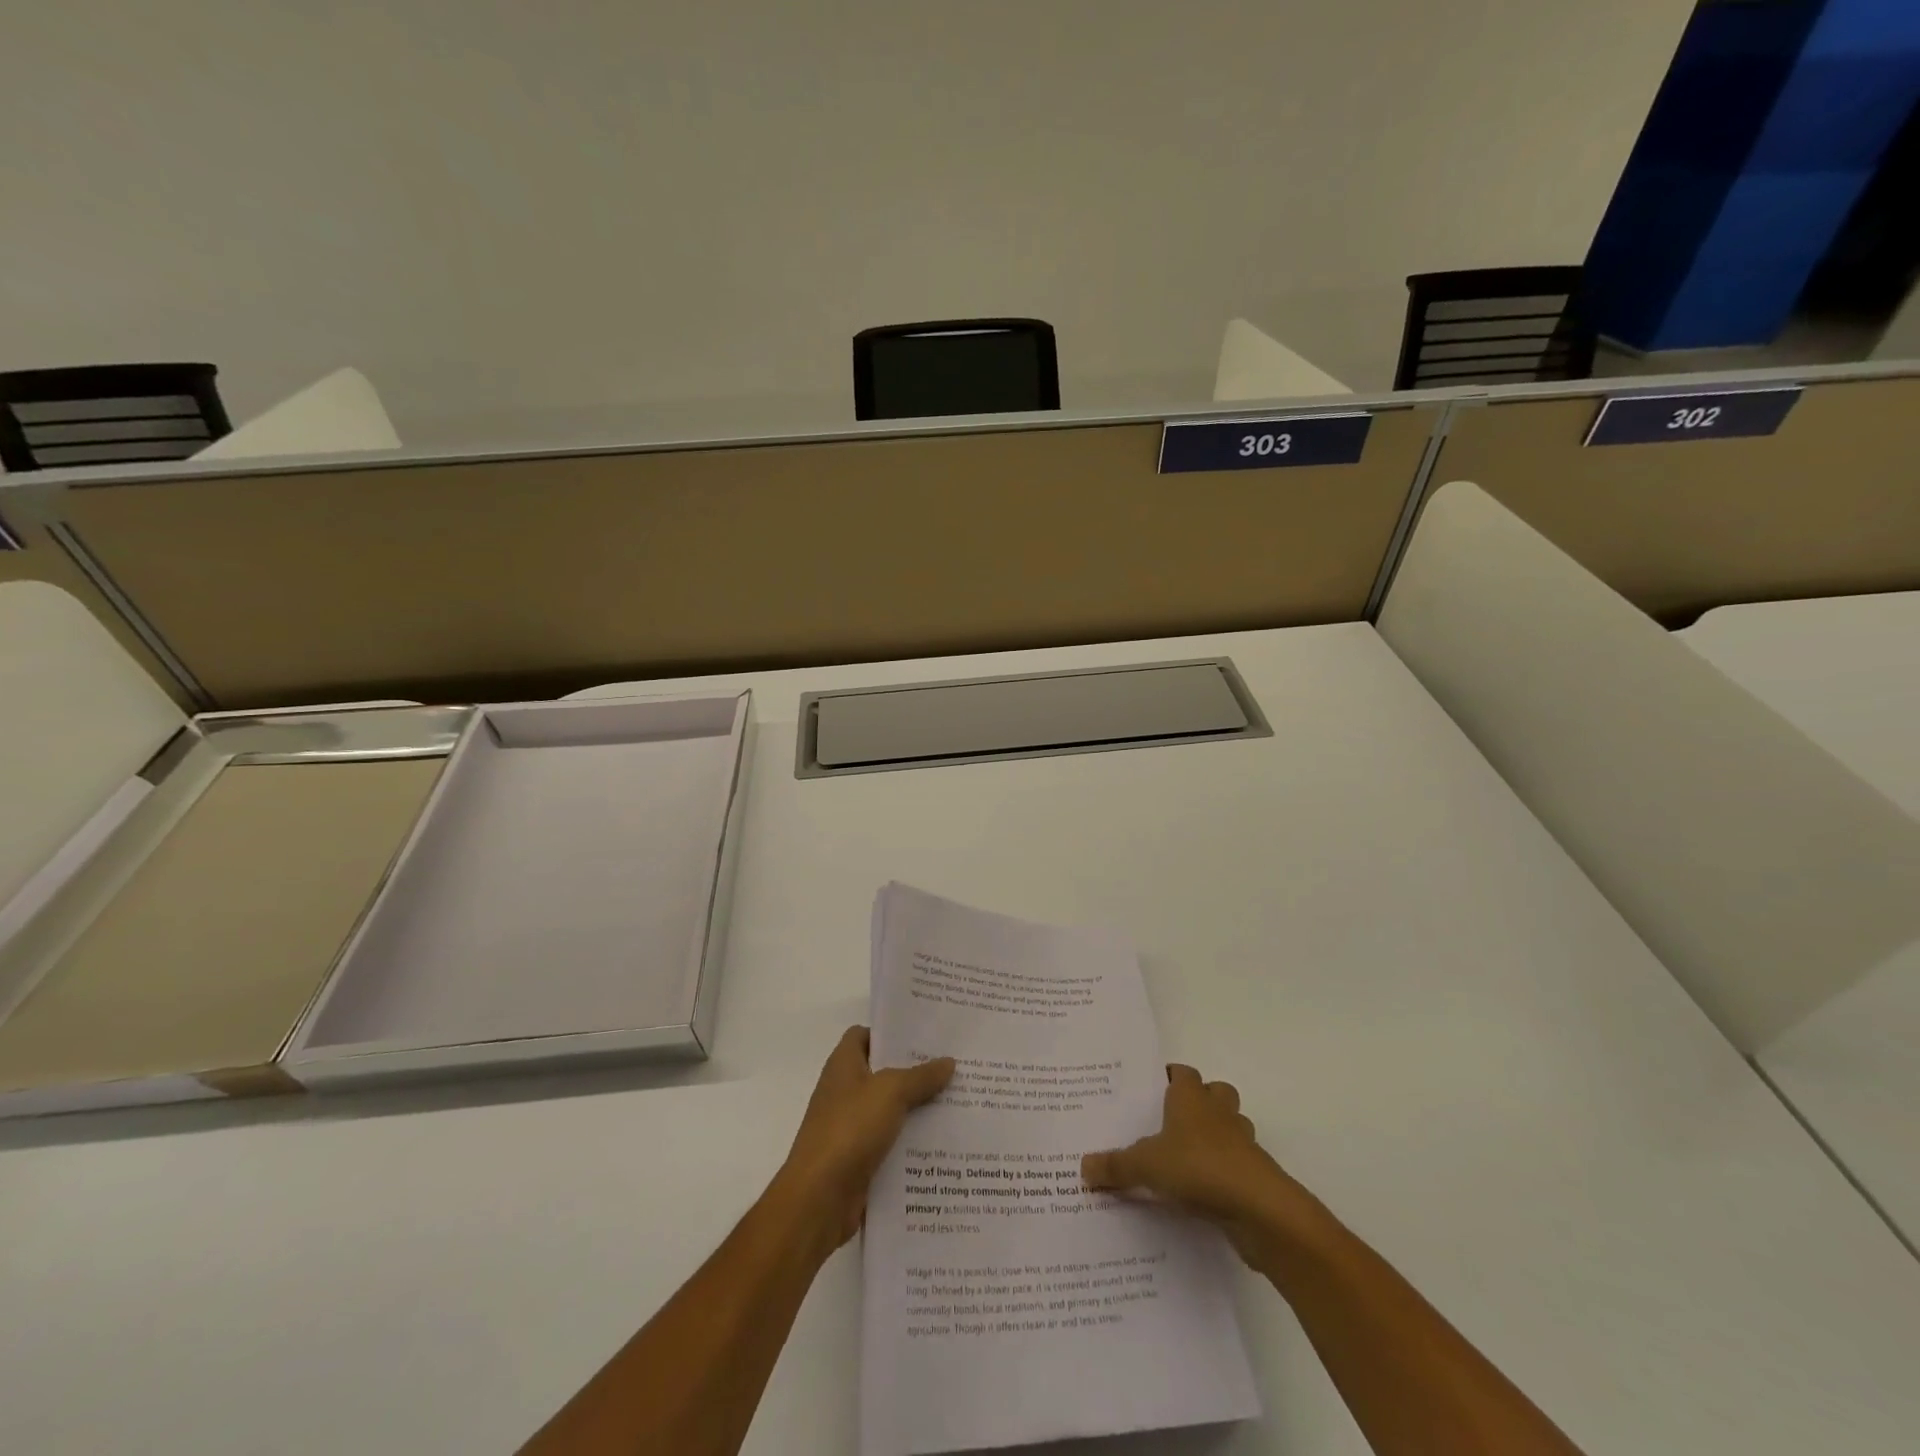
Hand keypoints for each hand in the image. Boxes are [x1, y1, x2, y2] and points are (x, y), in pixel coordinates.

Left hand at [776, 1026, 954, 1251]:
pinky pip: (891, 1143)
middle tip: (953, 1066)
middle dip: (915, 1071)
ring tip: (957, 1102)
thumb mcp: (890, 1092)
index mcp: (843, 1066)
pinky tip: (943, 1142)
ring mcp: (851, 1128)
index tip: (925, 1034)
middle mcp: (845, 1092)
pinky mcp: (860, 1160)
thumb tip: (948, 1061)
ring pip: (891, 1110)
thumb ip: (920, 1076)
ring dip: (918, 1109)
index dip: (890, 1032)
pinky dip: (912, 1143)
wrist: (819, 1199)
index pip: (864, 1035)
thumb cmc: (849, 1129)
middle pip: (883, 1072)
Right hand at [1082, 1064, 1320, 1267]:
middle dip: (1200, 1102)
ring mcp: (1243, 1143)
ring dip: (1217, 1137)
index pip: (1182, 1073)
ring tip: (1188, 1158)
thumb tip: (1083, 1167)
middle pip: (1215, 1093)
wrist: (1259, 1208)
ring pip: (1232, 1127)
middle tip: (1172, 1122)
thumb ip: (1116, 1166)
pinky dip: (1225, 1172)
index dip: (1170, 1078)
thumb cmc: (1198, 1168)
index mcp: (1191, 1098)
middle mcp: (1218, 1112)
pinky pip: (1238, 1164)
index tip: (1153, 1089)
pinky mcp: (1256, 1175)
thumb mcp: (1145, 1166)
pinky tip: (1204, 1193)